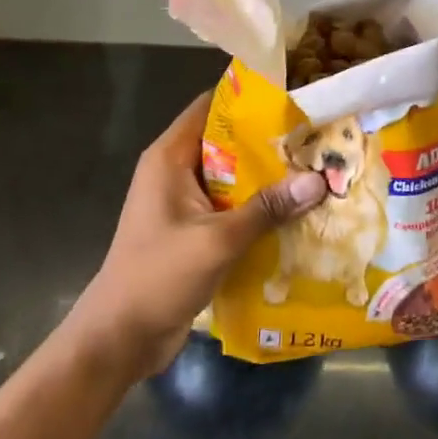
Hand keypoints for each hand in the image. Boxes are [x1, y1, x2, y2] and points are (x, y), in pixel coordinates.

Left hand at [63, 92, 326, 380]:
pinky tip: (295, 212)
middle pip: (226, 142)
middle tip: (316, 138)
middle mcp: (175, 171)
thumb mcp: (218, 240)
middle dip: (269, 141)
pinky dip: (258, 207)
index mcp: (170, 157)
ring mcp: (183, 202)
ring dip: (267, 178)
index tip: (292, 98)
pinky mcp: (192, 230)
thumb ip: (267, 208)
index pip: (210, 106)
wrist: (118, 340)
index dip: (249, 99)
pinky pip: (230, 207)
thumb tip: (319, 180)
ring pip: (232, 177)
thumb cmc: (158, 276)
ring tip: (316, 170)